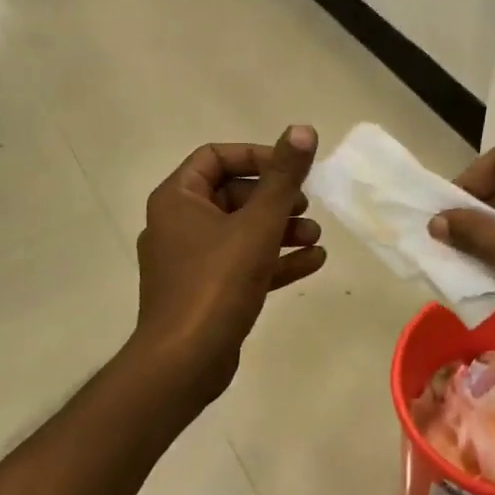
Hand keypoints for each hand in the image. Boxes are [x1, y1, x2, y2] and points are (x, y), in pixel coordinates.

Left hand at [128, 125, 325, 408]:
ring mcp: (191, 261)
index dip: (257, 156)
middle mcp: (179, 224)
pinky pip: (242, 263)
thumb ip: (283, 177)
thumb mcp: (257, 224)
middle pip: (233, 194)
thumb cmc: (216, 283)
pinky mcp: (205, 291)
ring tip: (316, 238)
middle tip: (306, 207)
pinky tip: (314, 262)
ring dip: (280, 230)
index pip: (216, 157)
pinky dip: (274, 259)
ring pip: (241, 231)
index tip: (291, 170)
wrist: (183, 365)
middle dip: (276, 199)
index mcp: (178, 199)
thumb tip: (303, 129)